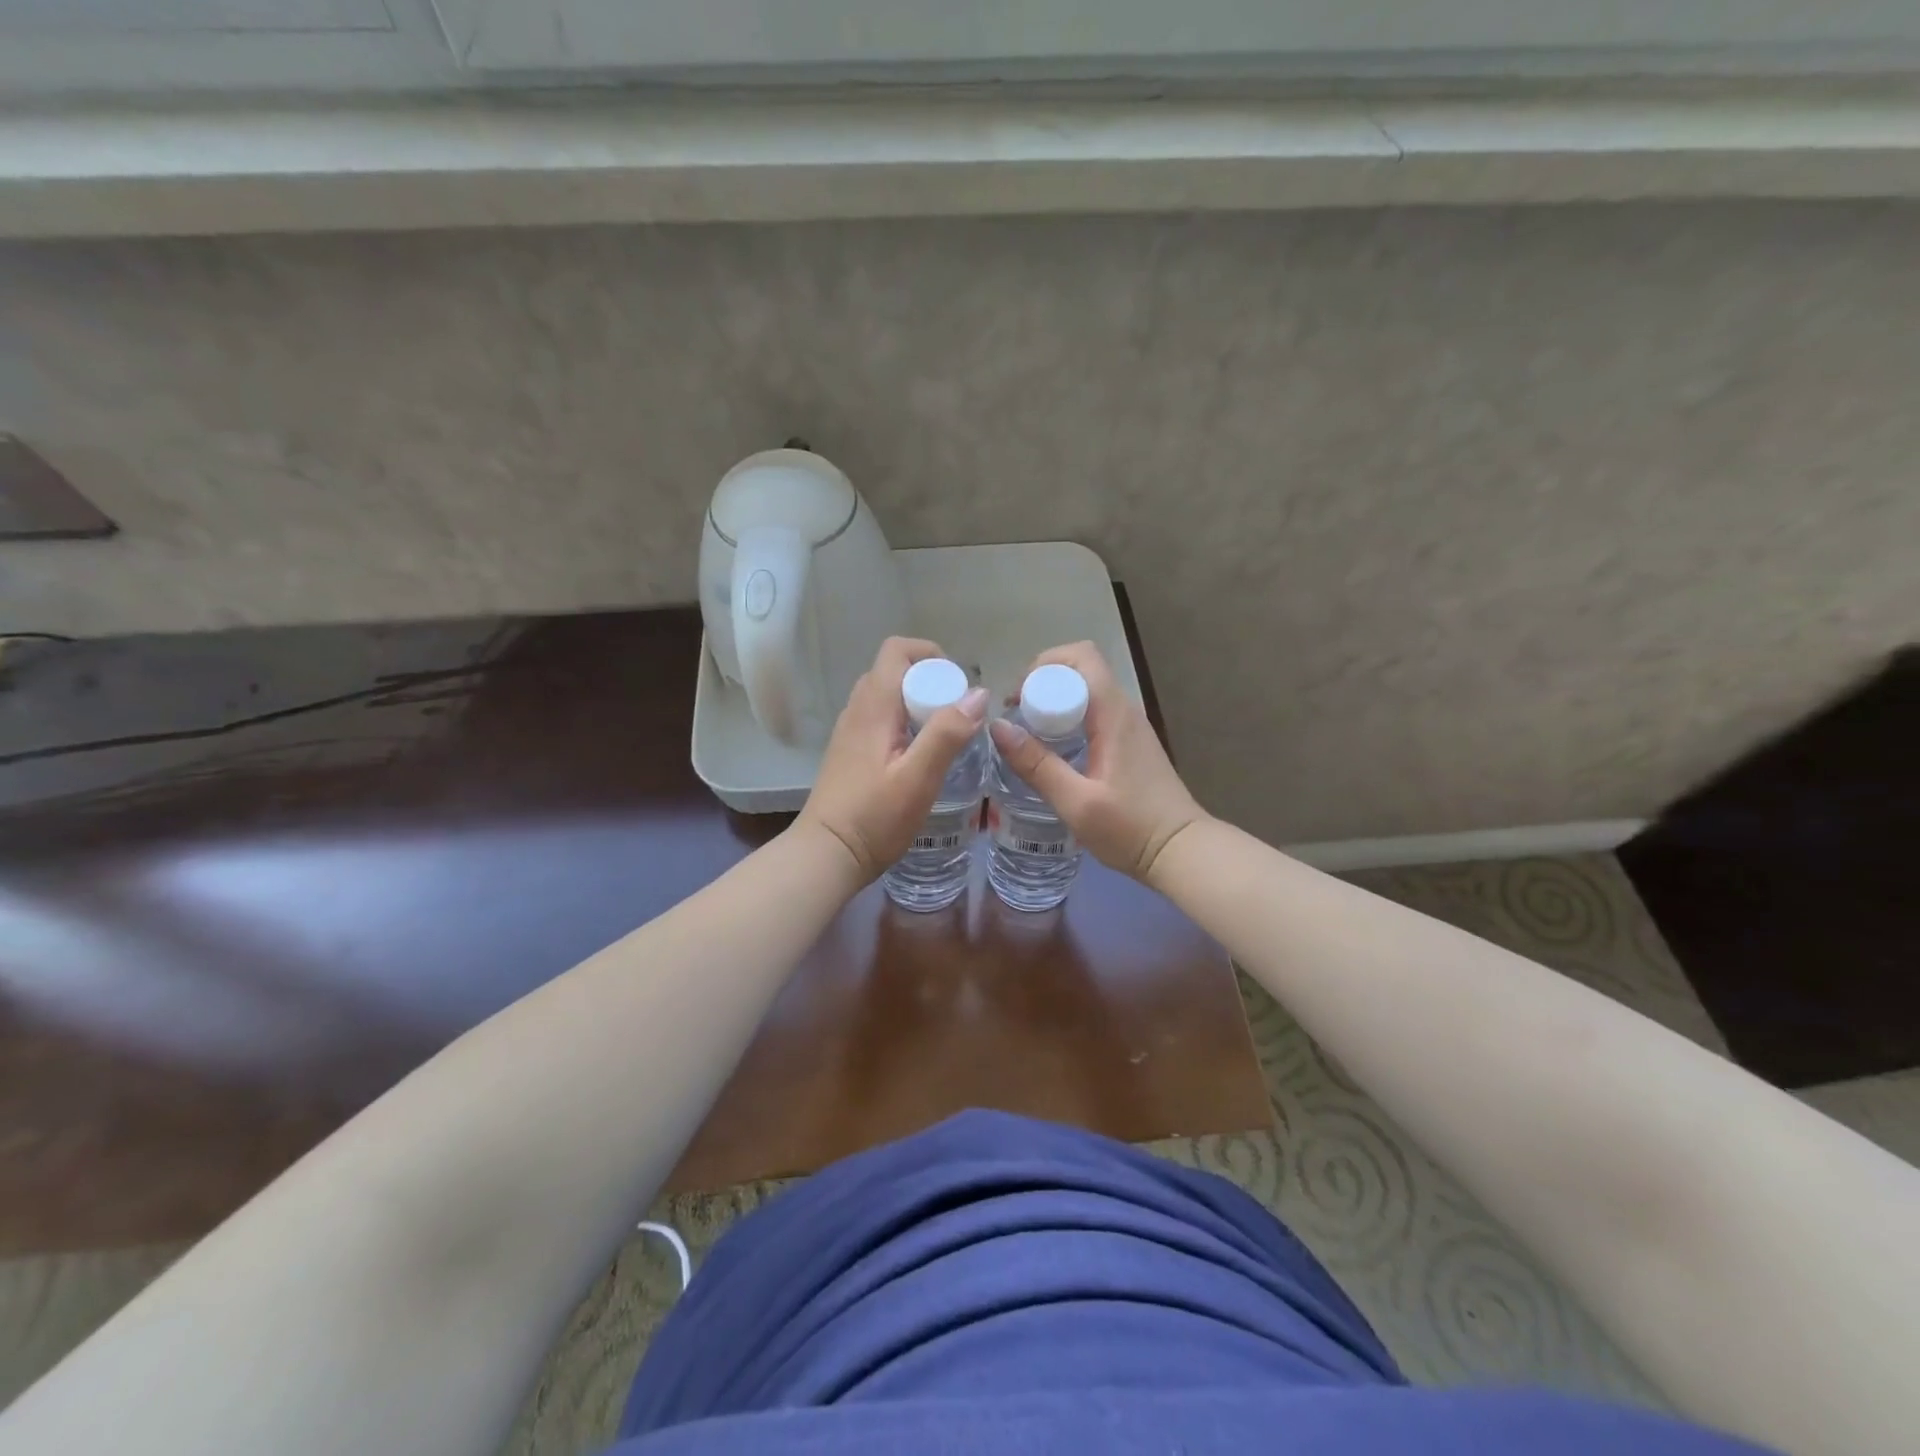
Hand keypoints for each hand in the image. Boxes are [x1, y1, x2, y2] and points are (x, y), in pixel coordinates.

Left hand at [798, 636, 989, 884]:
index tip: (956, 685)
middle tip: (955, 715)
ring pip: (887, 696)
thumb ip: (947, 733)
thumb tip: (978, 693)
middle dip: (929, 681)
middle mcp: (857, 710)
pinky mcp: (850, 752)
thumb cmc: (874, 817)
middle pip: (894, 671)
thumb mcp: (919, 777)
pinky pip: (880, 719)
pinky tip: (918, 757)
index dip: (930, 656)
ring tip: (942, 736)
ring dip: (917, 704)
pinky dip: (904, 723)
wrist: (827, 854)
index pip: (897, 650)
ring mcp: (850, 731)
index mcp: (872, 707)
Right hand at [988, 641, 1207, 883]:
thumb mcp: (1076, 802)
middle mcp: (1124, 710)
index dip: (1044, 666)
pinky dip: (1069, 720)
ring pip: (1087, 693)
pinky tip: (1054, 752)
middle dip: (1043, 684)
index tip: (1017, 699)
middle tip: (1016, 718)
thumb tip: (998, 727)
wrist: (1180, 852)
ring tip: (1028, 735)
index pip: (1081, 657)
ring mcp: (1131, 727)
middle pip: (1081, 671)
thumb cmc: (1130, 828)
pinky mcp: (1131, 744)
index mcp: (1114, 714)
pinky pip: (1095, 714)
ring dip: (1055, 703)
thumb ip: (1037, 765)